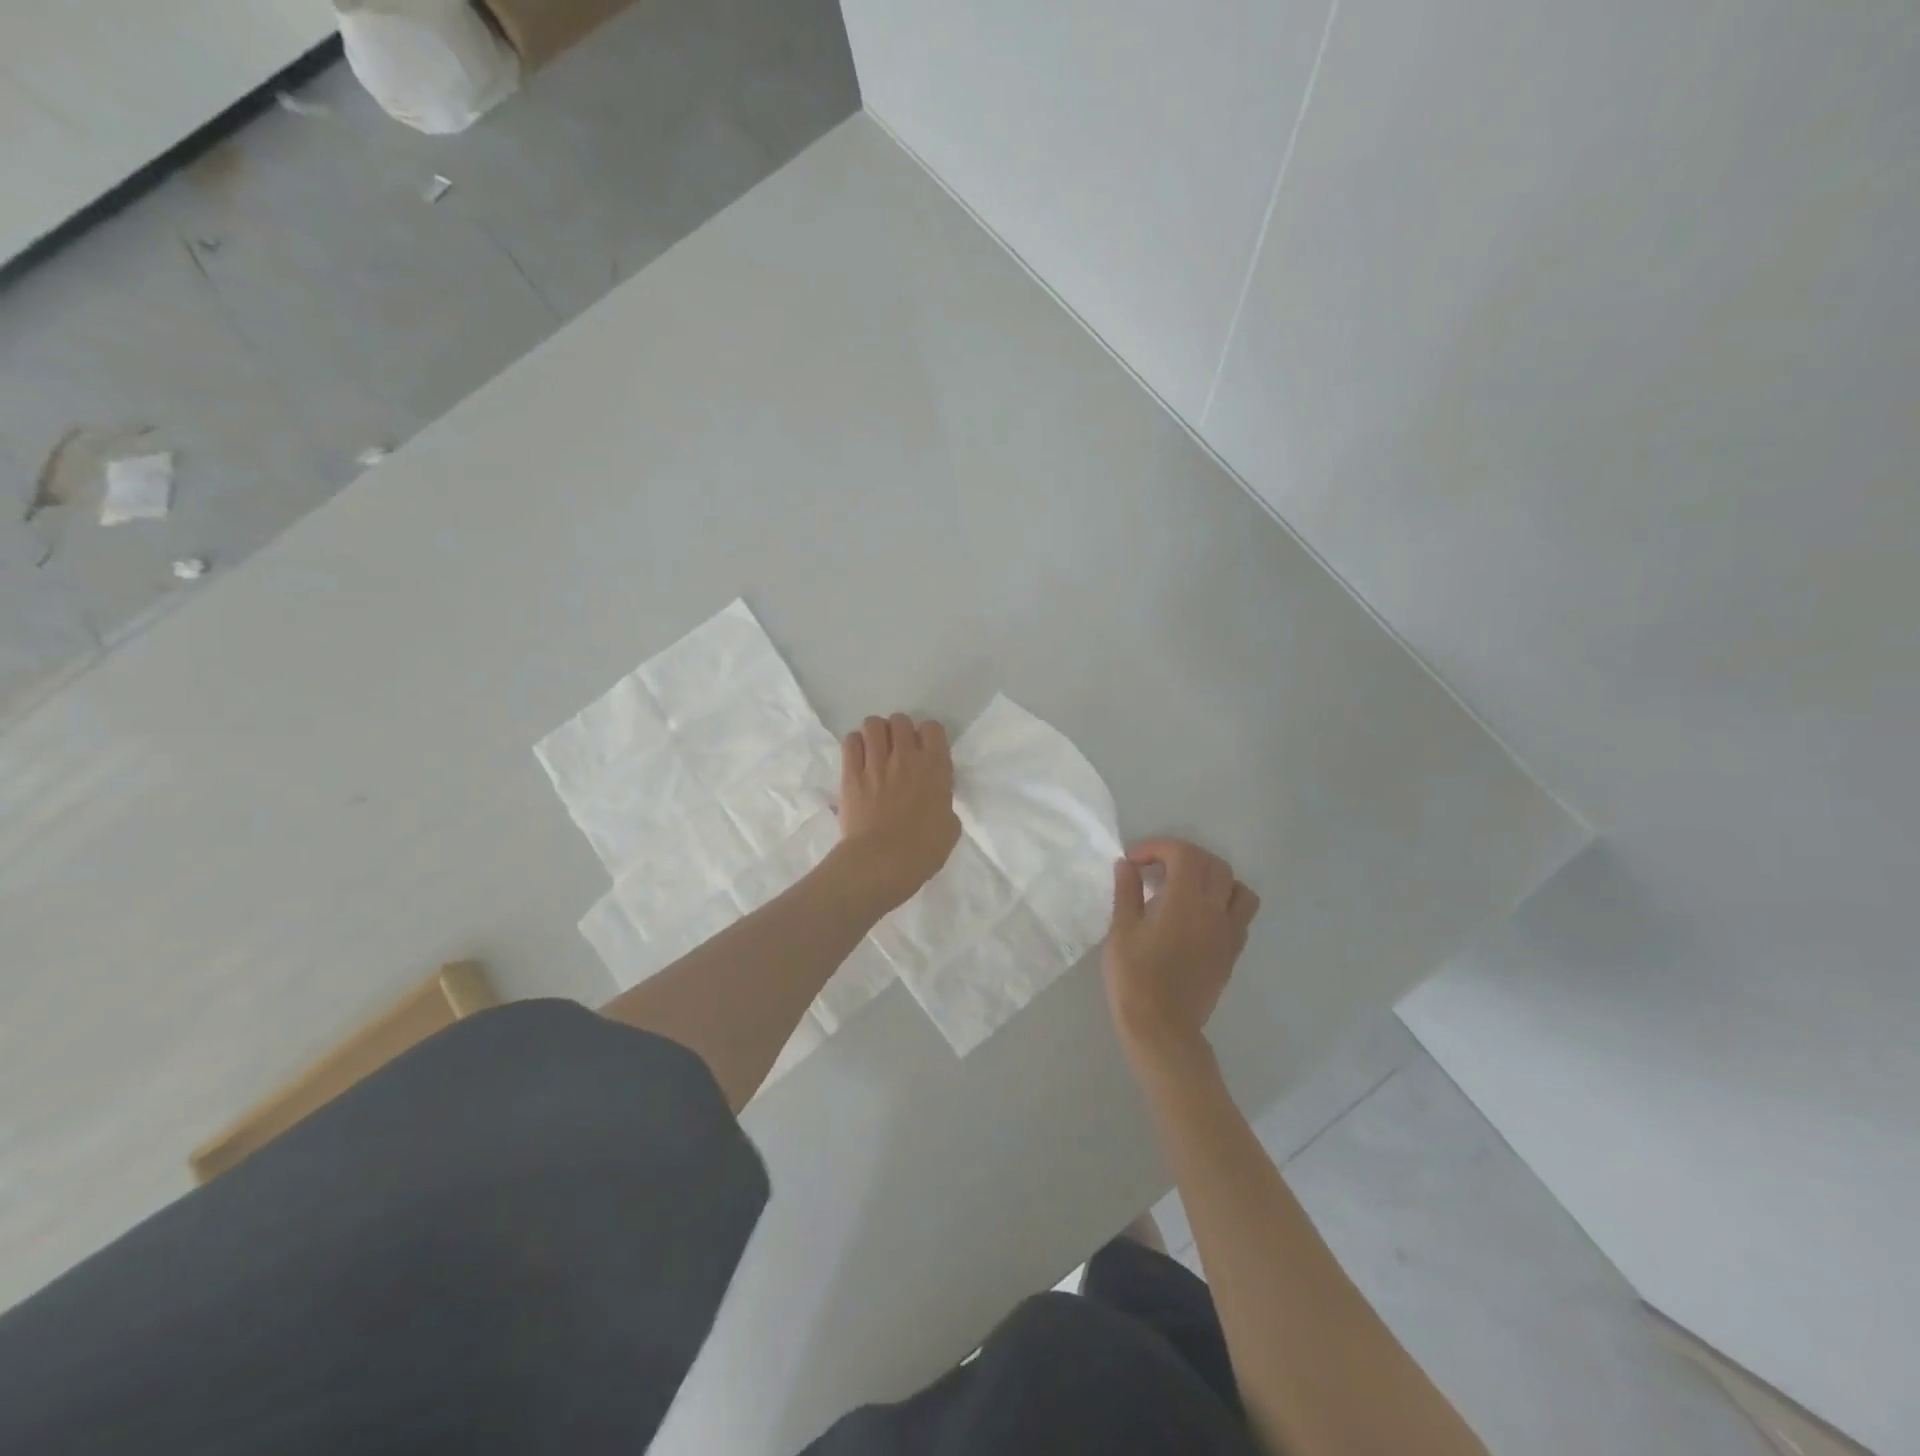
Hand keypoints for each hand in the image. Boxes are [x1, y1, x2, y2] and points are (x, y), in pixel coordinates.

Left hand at [834, 714, 961, 912]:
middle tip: (898, 751)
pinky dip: (855, 744)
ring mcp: (876, 762)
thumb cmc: (923, 850)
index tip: (925, 751)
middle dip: (899, 731)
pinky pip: (851, 741)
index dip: (928, 736)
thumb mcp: (950, 827)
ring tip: (876, 750)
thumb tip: (936, 800)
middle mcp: (906, 756)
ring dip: (876, 734)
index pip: (932, 728)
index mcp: (935, 767)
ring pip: (873, 724)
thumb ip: (943, 804)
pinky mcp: (851, 773)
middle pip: (900, 720)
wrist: (882, 861)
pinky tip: (859, 758)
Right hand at [1103, 838, 1260, 1070]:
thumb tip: (1128, 865)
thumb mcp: (1121, 930)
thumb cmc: (1135, 977)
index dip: (1158, 847)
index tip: (1134, 861)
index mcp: (1185, 900)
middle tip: (1155, 868)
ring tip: (1186, 886)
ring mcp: (1229, 931)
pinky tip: (1199, 914)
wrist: (1162, 1027)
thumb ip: (1127, 892)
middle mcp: (1215, 909)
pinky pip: (1241, 912)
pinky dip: (1224, 900)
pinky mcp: (1232, 951)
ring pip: (1235, 885)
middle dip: (1183, 856)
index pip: (1184, 854)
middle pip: (1212, 863)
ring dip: (1212, 875)